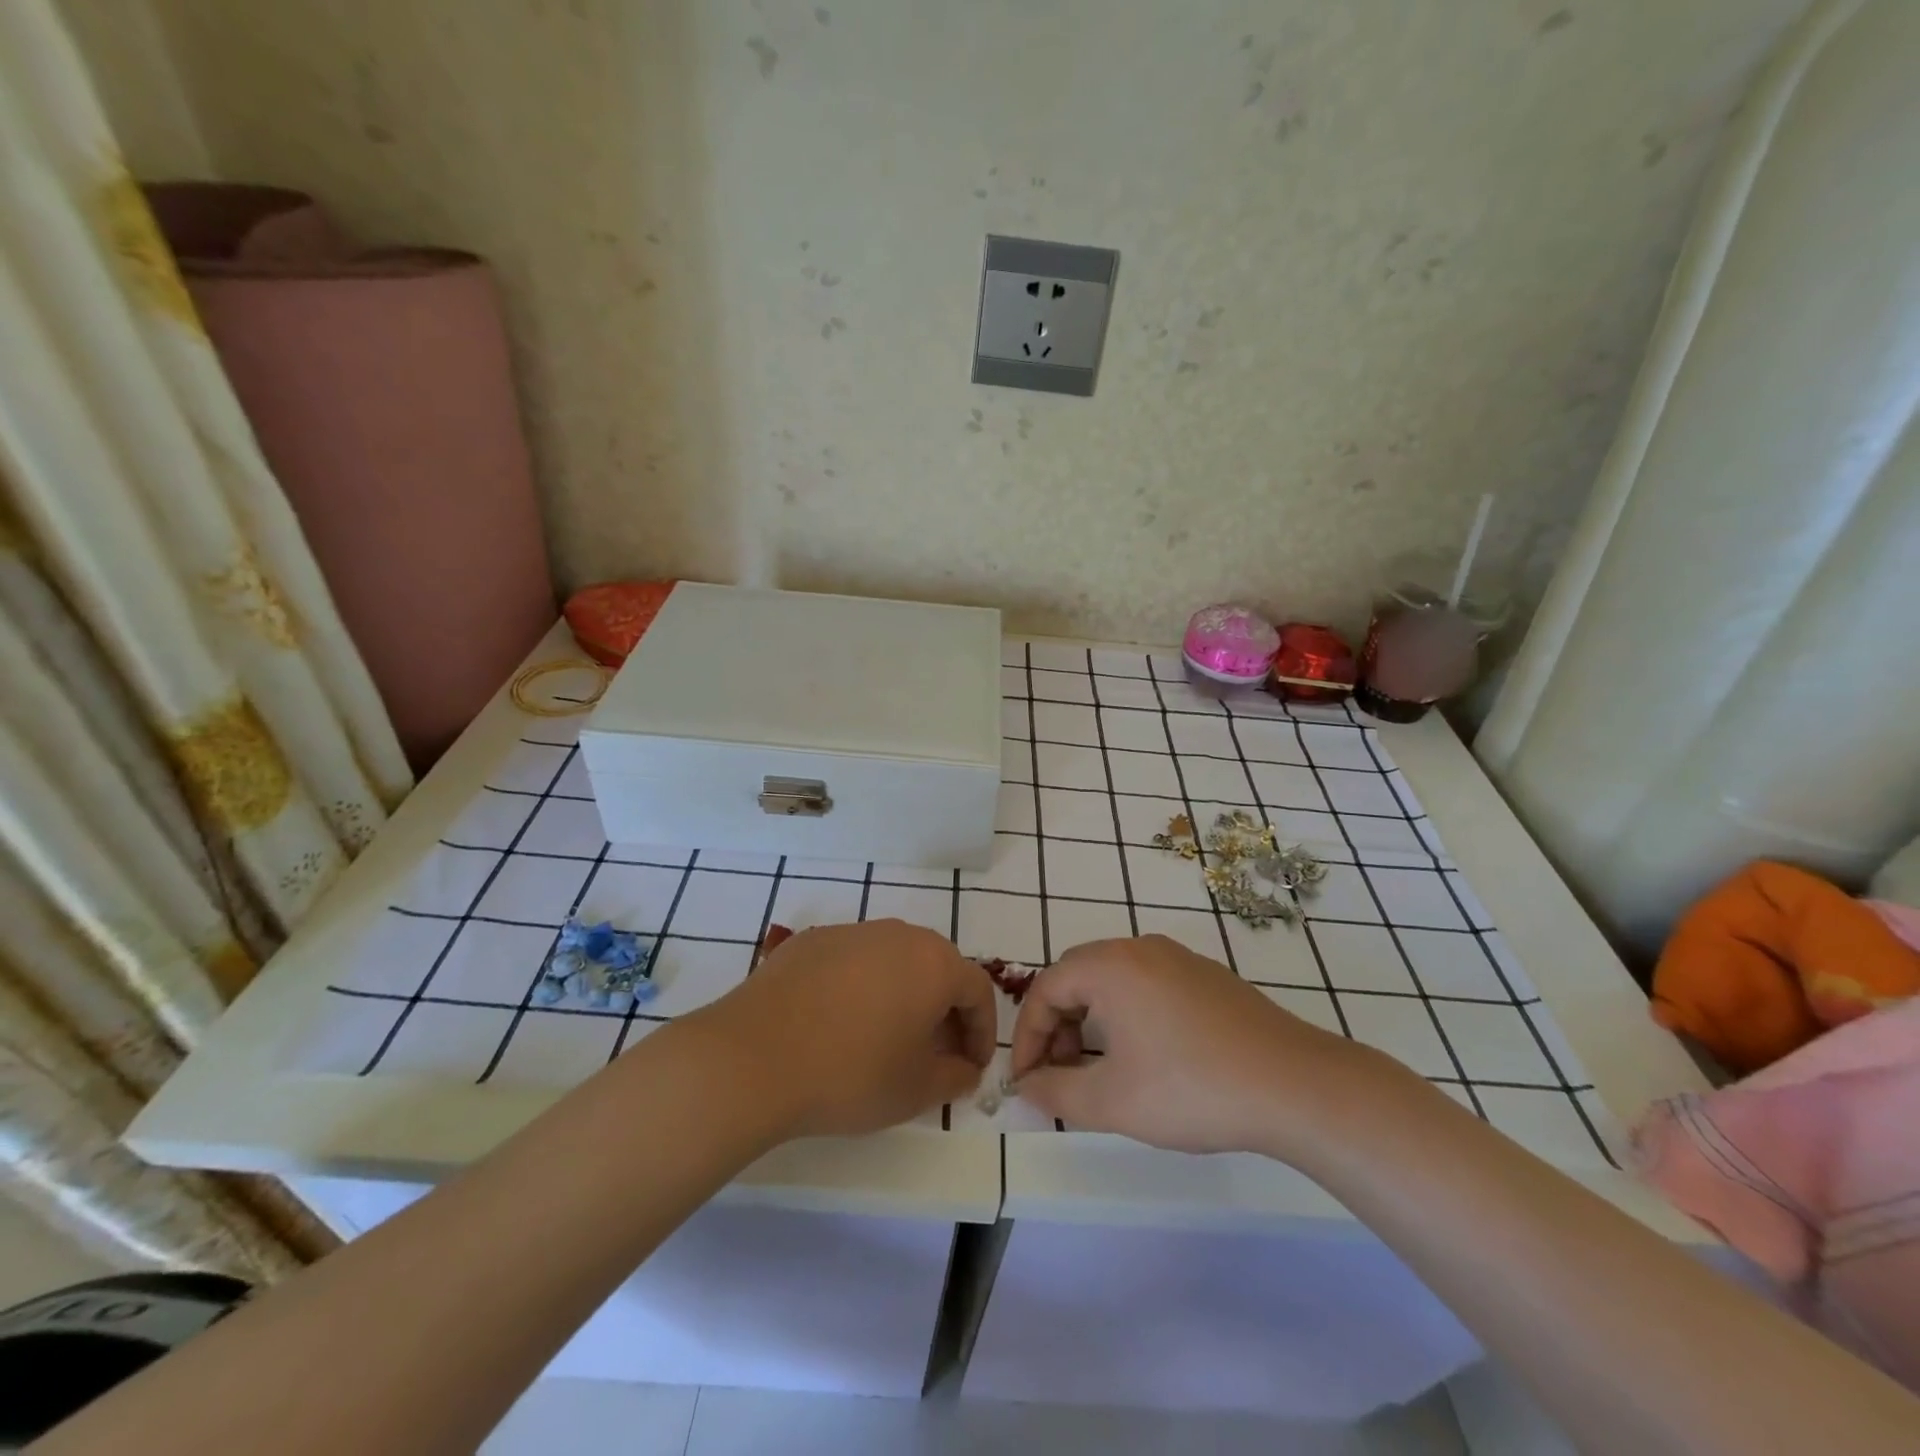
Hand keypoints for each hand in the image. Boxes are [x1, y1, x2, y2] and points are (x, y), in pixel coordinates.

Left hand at [688, 919, 996, 1138]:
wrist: (754, 1057)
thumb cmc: (850, 1074)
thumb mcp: (915, 1090)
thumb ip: (954, 1076)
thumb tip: (963, 1067)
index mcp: (934, 963)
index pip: (977, 990)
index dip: (982, 1031)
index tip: (972, 1066)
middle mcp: (898, 934)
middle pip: (937, 968)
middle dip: (944, 1010)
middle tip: (935, 1052)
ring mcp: (851, 932)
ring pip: (893, 961)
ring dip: (902, 995)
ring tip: (886, 1037)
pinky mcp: (810, 941)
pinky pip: (852, 961)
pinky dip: (860, 987)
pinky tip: (838, 1023)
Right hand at [1009, 934, 1375, 1154]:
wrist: (1296, 1085)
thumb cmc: (1192, 1089)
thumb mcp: (1112, 1102)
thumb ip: (1056, 1092)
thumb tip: (1027, 1087)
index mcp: (1110, 966)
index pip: (1046, 989)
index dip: (1029, 1036)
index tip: (1028, 1081)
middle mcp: (1140, 948)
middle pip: (1077, 977)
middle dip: (1059, 1025)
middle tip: (1061, 1073)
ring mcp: (1178, 958)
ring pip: (1114, 980)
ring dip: (1093, 1020)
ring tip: (1101, 1070)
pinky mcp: (1207, 976)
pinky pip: (1148, 984)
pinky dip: (1128, 1014)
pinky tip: (1147, 1057)